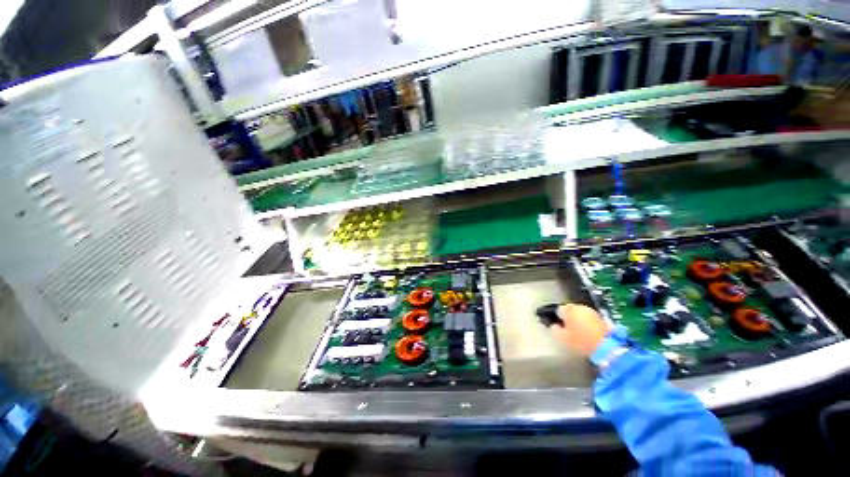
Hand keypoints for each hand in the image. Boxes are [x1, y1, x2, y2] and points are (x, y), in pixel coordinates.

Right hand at [549, 304, 611, 356]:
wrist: (607, 347)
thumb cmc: (581, 341)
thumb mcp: (562, 338)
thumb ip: (555, 329)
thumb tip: (555, 325)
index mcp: (568, 309)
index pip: (558, 310)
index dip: (557, 318)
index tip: (559, 326)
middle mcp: (579, 307)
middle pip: (570, 310)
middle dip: (569, 318)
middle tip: (568, 329)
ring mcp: (592, 311)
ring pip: (580, 314)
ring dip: (579, 320)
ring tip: (579, 332)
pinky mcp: (601, 317)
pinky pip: (589, 318)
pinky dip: (588, 323)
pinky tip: (588, 333)